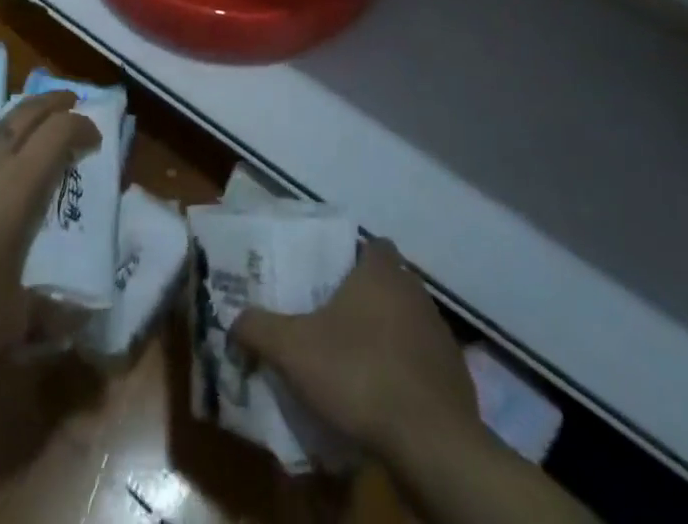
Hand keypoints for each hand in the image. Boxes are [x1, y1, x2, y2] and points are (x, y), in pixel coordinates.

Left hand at [0, 92, 98, 387]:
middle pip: (26, 112)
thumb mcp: (11, 326)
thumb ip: (48, 315)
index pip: (59, 133)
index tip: (95, 136)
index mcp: (17, 185)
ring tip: (17, 124)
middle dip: (53, 103)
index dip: (82, 126)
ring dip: (10, 115)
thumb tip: (79, 319)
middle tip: (69, 103)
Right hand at [232, 239, 477, 464]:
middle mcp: (416, 292)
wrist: (431, 443)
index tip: (329, 277)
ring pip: (406, 323)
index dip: (352, 256)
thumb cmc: (360, 374)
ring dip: (385, 337)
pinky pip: (423, 365)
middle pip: (388, 283)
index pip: (372, 244)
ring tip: (354, 363)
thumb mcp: (293, 350)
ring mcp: (440, 335)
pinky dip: (405, 375)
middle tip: (331, 321)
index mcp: (382, 271)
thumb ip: (259, 328)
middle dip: (364, 299)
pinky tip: (383, 399)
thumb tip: (232, 319)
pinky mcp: (456, 378)